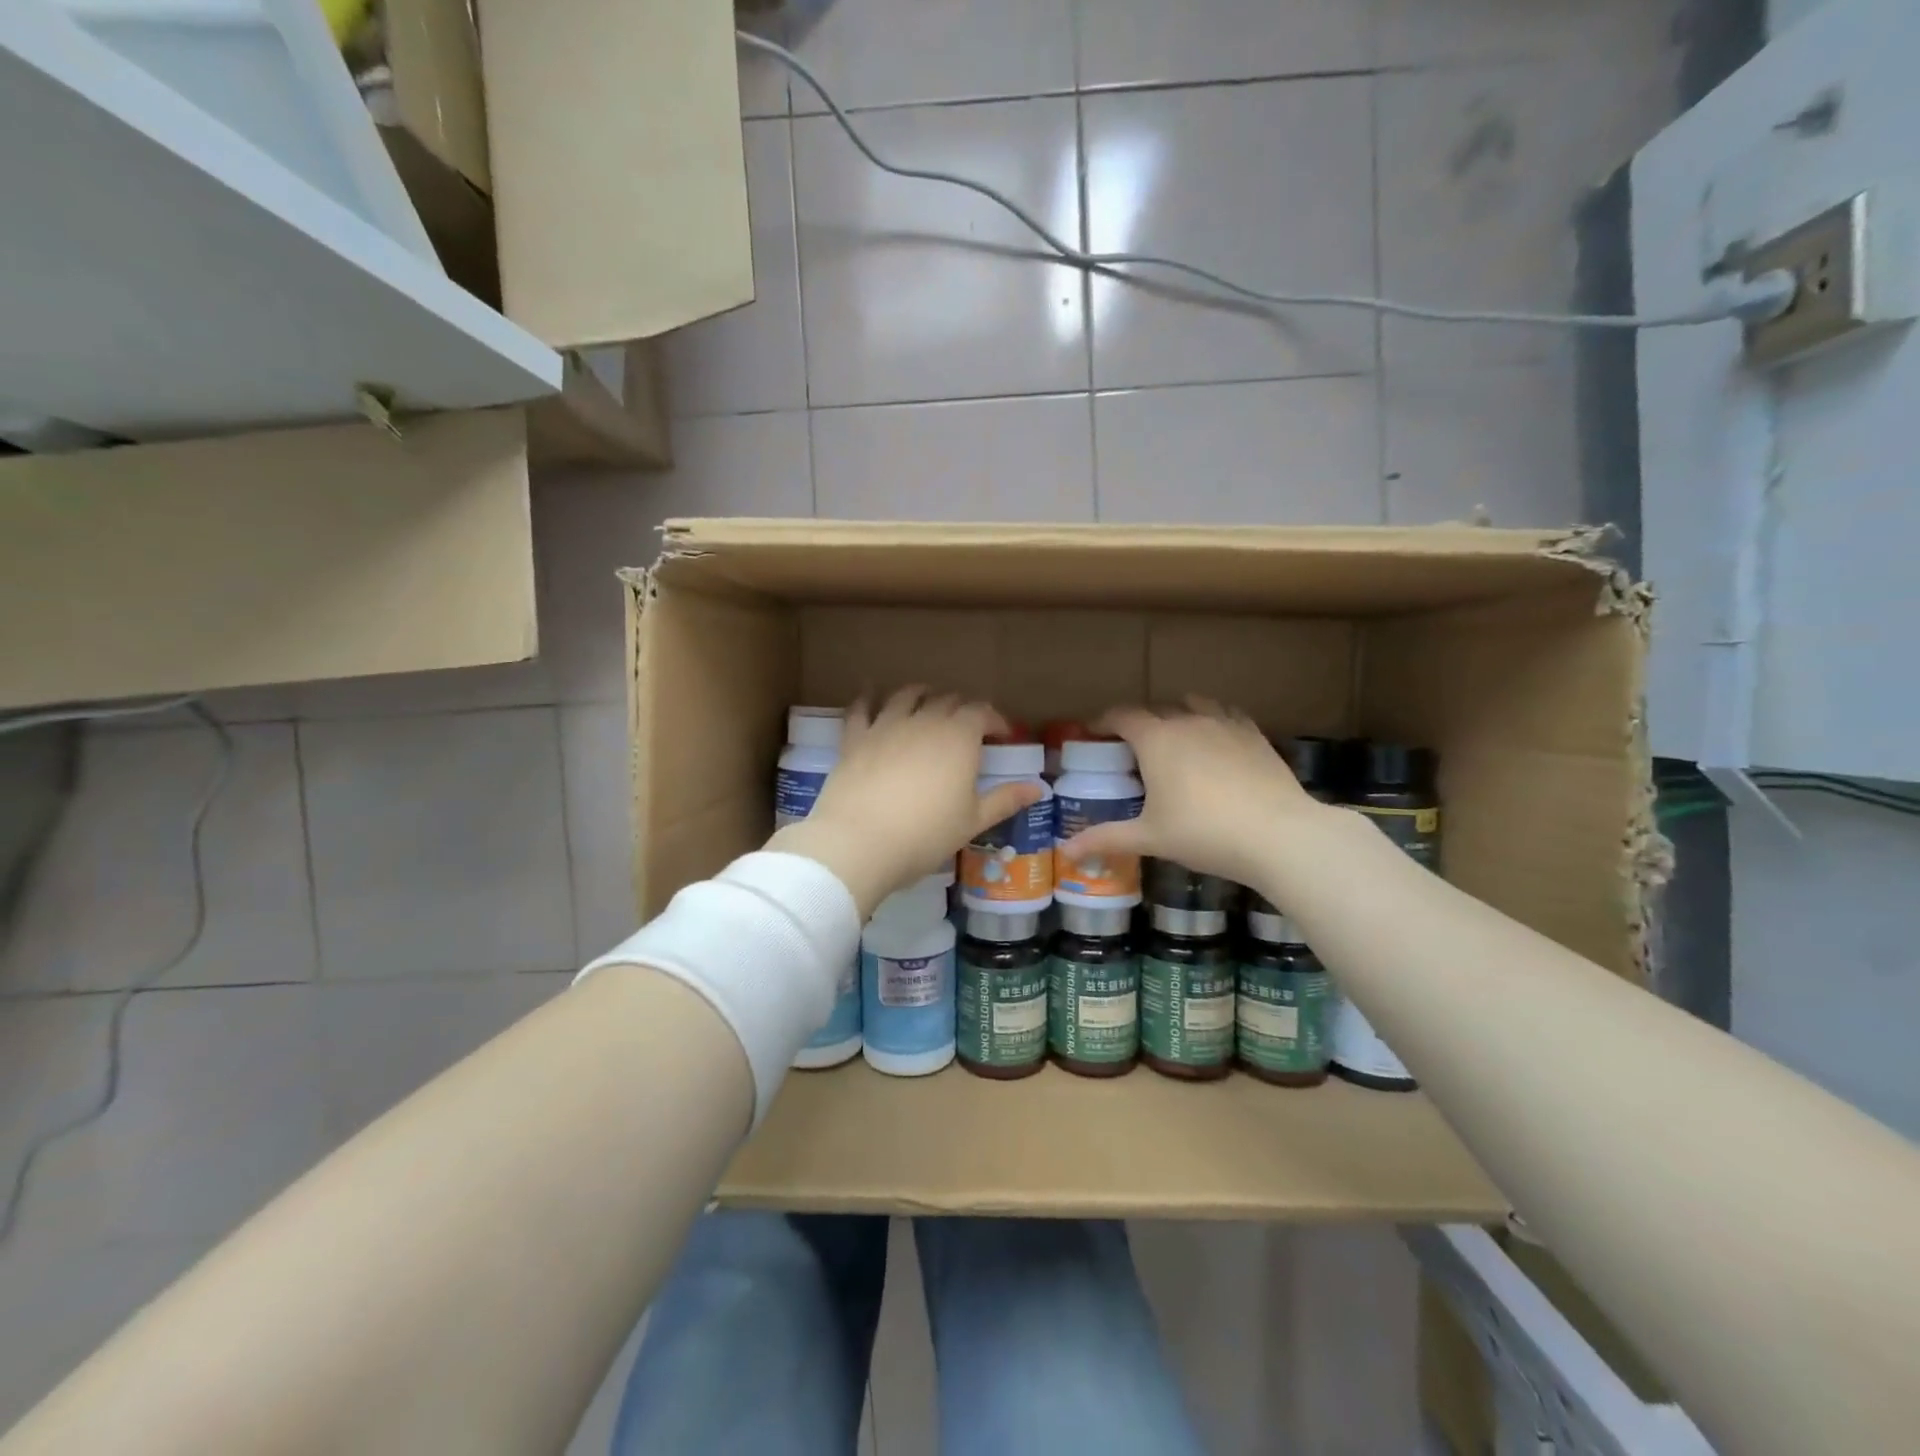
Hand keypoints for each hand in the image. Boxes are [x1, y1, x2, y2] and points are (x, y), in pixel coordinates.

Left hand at [767, 688, 1043, 917]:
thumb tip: (1039, 788)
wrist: (859, 842)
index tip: (1002, 734)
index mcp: (959, 738)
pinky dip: (868, 697)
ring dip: (921, 693)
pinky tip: (869, 694)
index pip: (982, 713)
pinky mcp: (855, 737)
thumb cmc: (925, 835)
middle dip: (961, 708)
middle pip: (947, 701)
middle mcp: (924, 721)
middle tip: (967, 723)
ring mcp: (886, 725)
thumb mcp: (972, 821)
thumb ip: (1005, 799)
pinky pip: (861, 708)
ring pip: (906, 696)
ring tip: (926, 697)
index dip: (995, 720)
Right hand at [1059, 698, 1333, 889]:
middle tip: (1131, 748)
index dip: (1104, 721)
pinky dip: (1213, 721)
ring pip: (1193, 705)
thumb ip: (1106, 839)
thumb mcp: (1150, 838)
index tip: (1094, 733)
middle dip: (1139, 723)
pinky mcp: (1254, 735)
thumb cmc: (1203, 833)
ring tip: (1174, 738)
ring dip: (1177, 715)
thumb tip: (1064, 851)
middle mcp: (1188, 721)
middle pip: (1156, 710)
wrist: (1278, 835)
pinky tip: (1216, 741)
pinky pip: (1226, 715)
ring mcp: (1225, 724)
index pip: (1122, 715)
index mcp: (1156, 740)